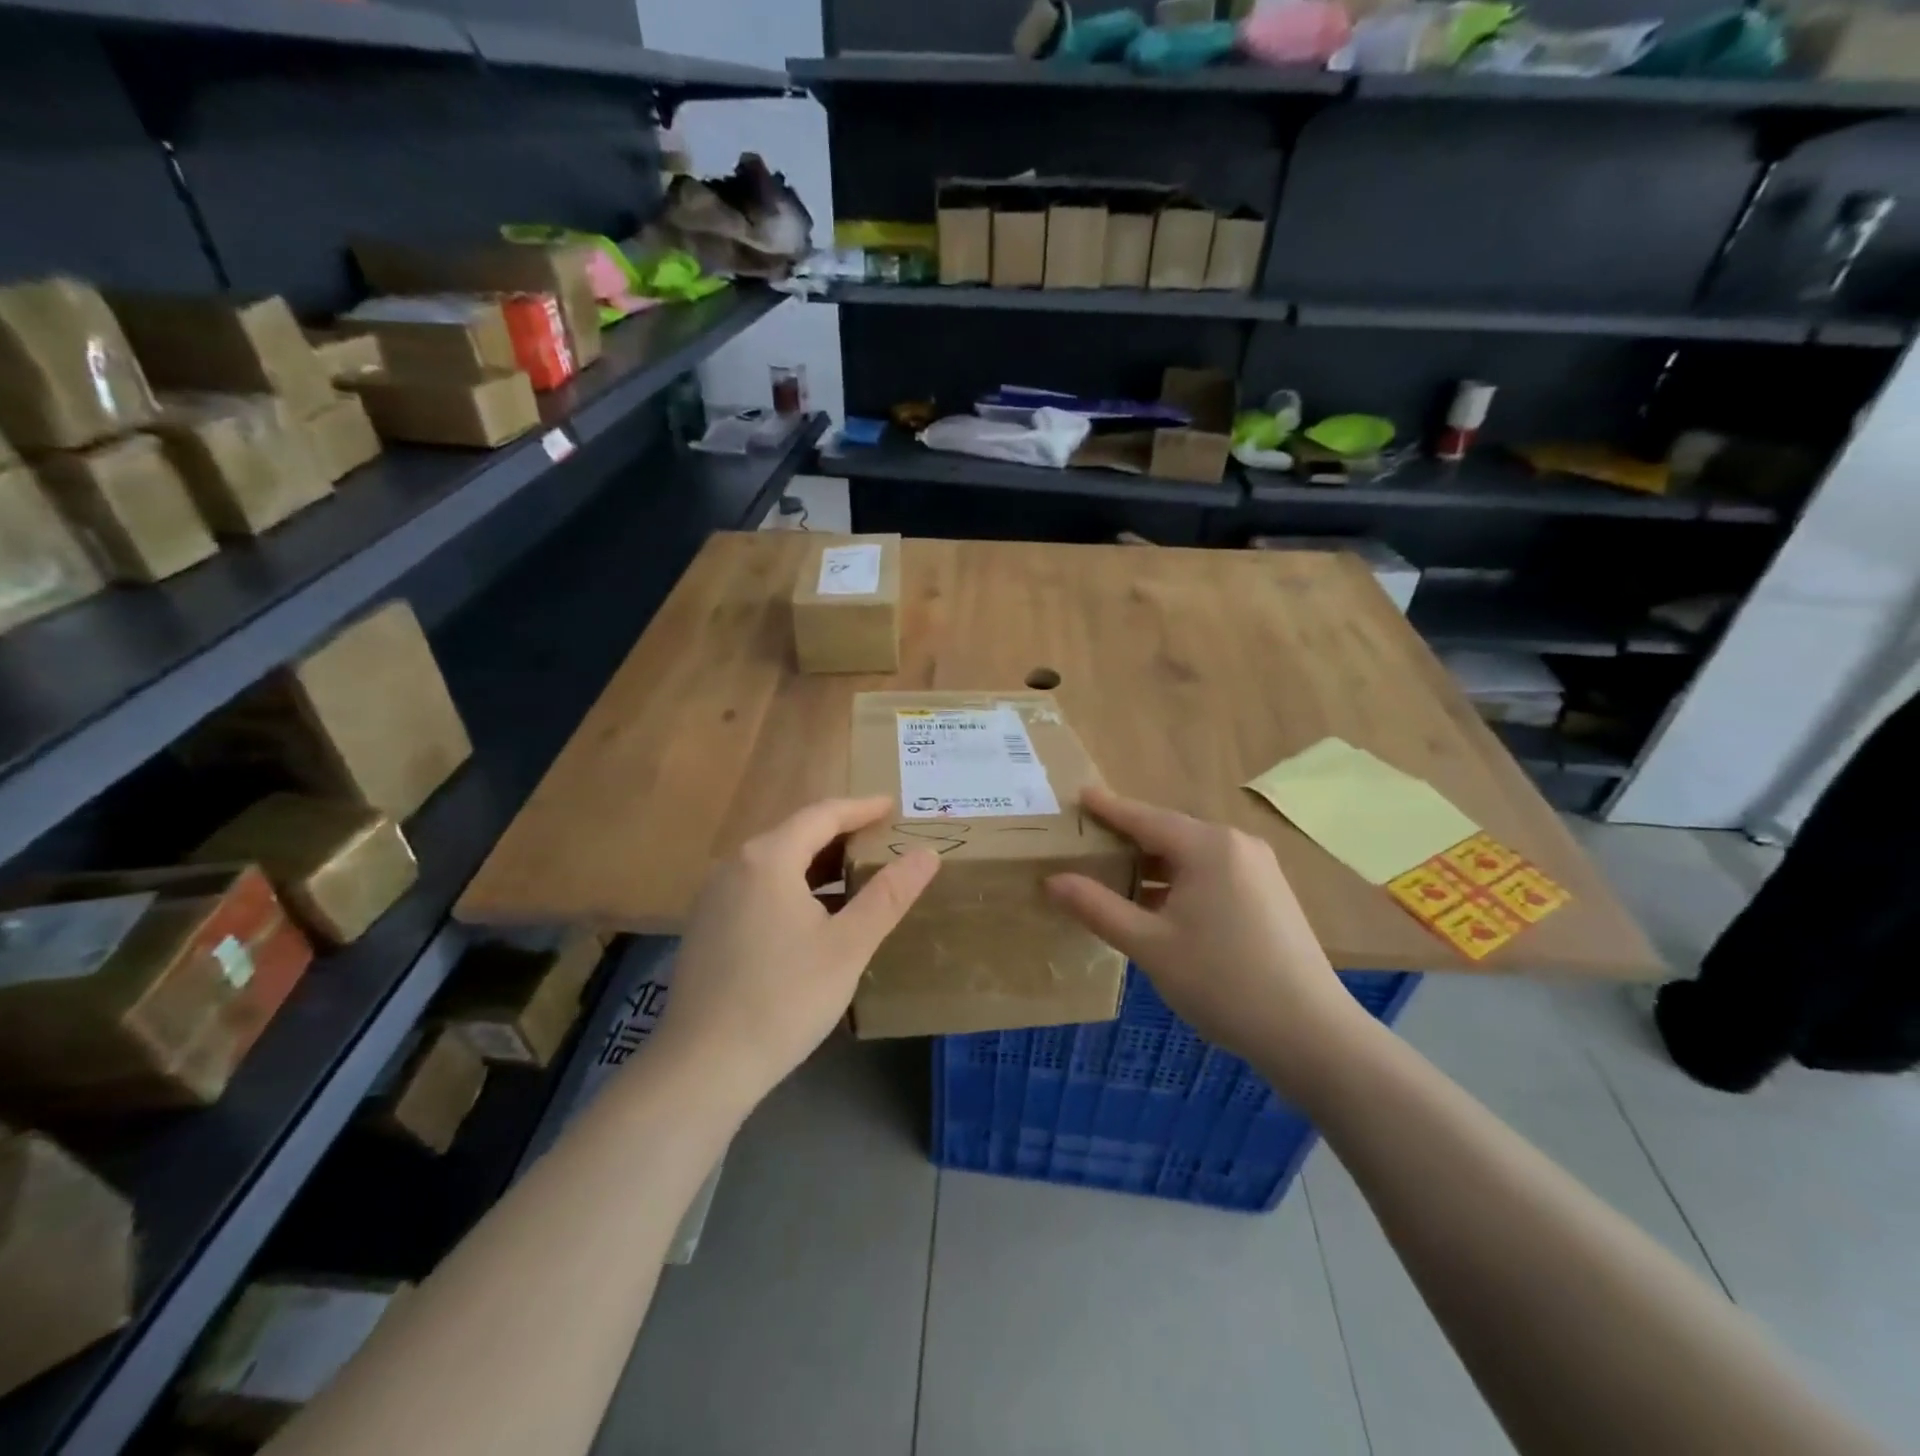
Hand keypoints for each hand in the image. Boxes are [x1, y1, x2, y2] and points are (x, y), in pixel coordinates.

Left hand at [653, 797, 939, 1108]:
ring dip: (817, 864)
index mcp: (768, 858)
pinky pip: (759, 888)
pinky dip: (794, 887)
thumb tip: (927, 853)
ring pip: (776, 864)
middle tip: (882, 840)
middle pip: (796, 834)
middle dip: (841, 834)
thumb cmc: (785, 998)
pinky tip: (815, 916)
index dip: (861, 808)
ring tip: (856, 875)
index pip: (822, 814)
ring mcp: (714, 897)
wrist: (703, 1066)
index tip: (893, 806)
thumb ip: (889, 894)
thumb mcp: (848, 945)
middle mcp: (735, 865)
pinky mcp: (707, 927)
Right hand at [1045, 787, 1367, 1099]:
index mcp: (1207, 846)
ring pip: (1191, 855)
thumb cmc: (1222, 982)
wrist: (1310, 1033)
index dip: (1108, 808)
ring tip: (1114, 878)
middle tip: (1087, 844)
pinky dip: (1180, 880)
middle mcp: (1236, 845)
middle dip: (1128, 839)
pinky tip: (1159, 905)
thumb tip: (1052, 881)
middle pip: (1169, 832)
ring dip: (1153, 864)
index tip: (1078, 795)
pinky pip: (1212, 872)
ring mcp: (1258, 868)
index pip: (1144, 817)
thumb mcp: (1149, 945)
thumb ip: (1097, 908)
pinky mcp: (1269, 893)